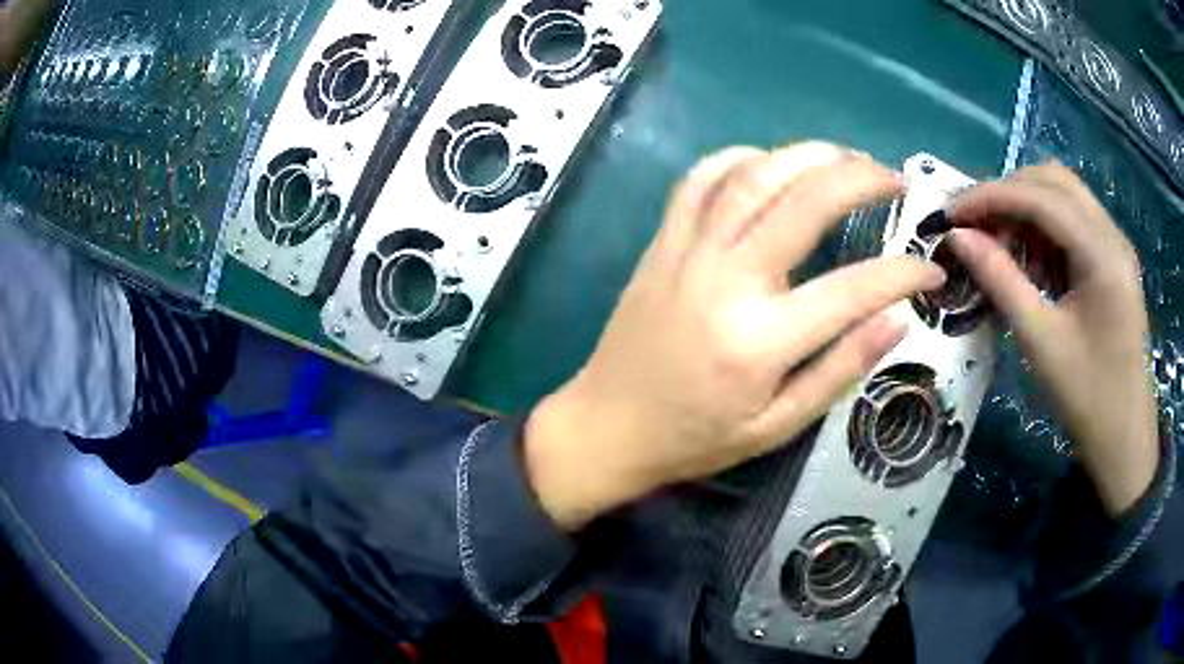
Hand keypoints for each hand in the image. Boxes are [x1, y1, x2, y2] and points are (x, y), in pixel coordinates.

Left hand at [525, 142, 945, 529]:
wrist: (608, 426)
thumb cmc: (695, 438)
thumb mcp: (777, 426)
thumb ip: (840, 368)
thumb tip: (898, 318)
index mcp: (761, 340)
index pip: (855, 288)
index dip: (905, 273)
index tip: (932, 268)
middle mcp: (726, 280)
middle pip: (805, 201)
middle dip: (861, 178)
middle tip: (894, 178)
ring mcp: (688, 252)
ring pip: (753, 174)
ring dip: (807, 155)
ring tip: (846, 158)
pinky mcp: (661, 243)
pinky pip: (698, 180)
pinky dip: (738, 159)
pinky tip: (769, 162)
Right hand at [949, 164, 1158, 516]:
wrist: (1124, 437)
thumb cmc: (1087, 398)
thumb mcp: (1040, 342)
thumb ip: (1000, 280)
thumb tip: (958, 237)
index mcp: (1103, 255)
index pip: (1042, 198)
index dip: (992, 196)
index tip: (951, 213)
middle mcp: (1112, 235)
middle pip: (1054, 181)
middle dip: (1009, 193)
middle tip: (975, 224)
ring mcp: (1116, 245)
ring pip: (1064, 195)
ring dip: (1027, 207)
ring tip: (1001, 242)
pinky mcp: (1113, 260)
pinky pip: (1074, 221)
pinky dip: (1046, 228)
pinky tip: (1033, 260)